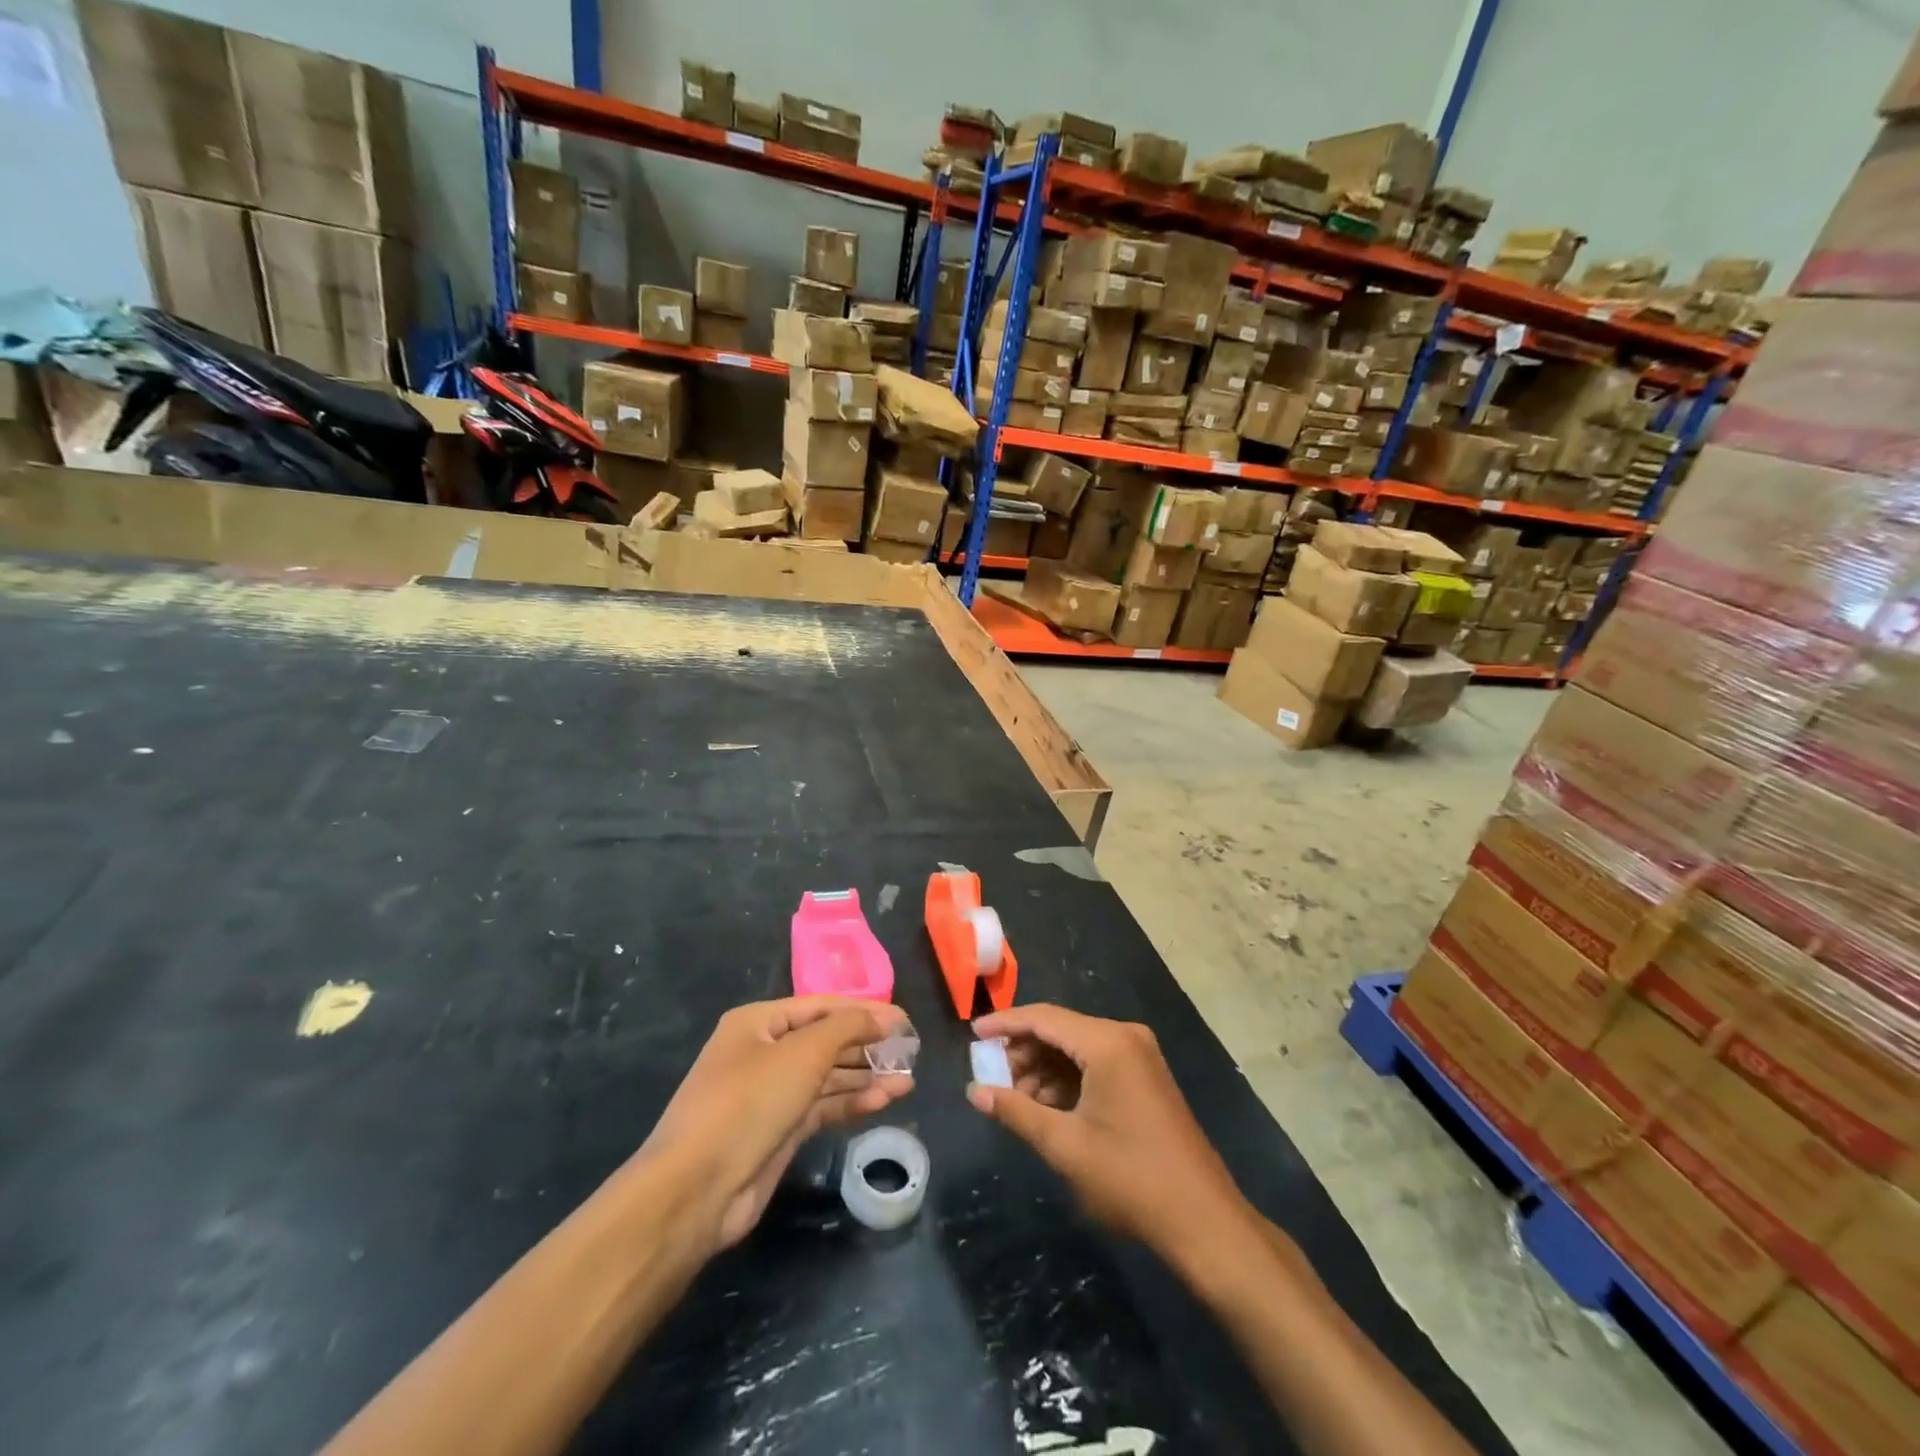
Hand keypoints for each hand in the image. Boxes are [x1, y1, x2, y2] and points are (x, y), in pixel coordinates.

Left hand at [640, 997, 913, 1253]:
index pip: (821, 1006)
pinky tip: (884, 1101)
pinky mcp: (779, 1130)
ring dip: (865, 1076)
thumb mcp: (803, 1053)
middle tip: (910, 1053)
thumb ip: (848, 1027)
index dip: (864, 1011)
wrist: (697, 1189)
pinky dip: (852, 1102)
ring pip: (827, 1076)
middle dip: (867, 1045)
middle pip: (825, 1041)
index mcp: (758, 1022)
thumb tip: (886, 1018)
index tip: (904, 1021)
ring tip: (907, 1081)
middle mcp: (764, 1052)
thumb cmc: (749, 1102)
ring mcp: (771, 1093)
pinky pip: (822, 1106)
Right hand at [966, 1003, 1245, 1260]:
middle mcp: (1125, 1036)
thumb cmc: (1130, 1178)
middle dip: (1023, 1051)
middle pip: (1060, 1029)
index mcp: (1107, 1042)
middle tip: (992, 1078)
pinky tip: (1046, 1107)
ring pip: (1076, 1047)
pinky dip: (1067, 1079)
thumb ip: (1016, 1111)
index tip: (972, 1034)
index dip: (1005, 1024)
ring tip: (1015, 1100)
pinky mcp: (1145, 1076)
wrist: (1203, 1220)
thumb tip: (975, 1092)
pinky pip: (1095, 1063)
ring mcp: (1139, 1055)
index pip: (1044, 1017)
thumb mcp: (1065, 1145)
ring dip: (1043, 1069)